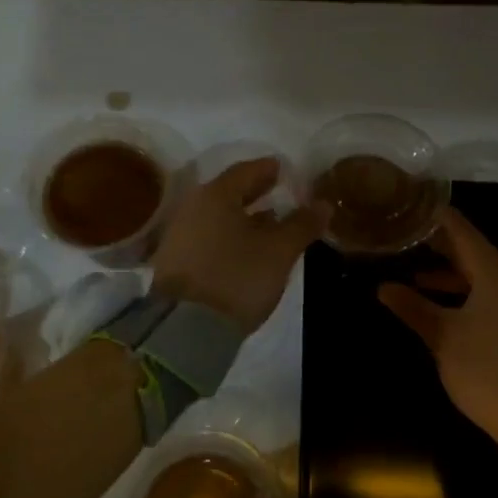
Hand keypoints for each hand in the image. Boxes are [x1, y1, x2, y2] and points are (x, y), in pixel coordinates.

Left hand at [152, 158, 329, 333]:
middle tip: (278, 192)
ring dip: (242, 216)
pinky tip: (245, 249)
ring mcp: (179, 235)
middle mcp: (192, 207)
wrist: (187, 328)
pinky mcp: (174, 261)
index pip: (246, 171)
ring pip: (217, 216)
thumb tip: (323, 204)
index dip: (268, 169)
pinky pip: (207, 237)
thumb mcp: (279, 251)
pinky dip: (227, 235)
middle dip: (255, 192)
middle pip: (228, 192)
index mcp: (216, 195)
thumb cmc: (238, 277)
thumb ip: (302, 224)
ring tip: (269, 223)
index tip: (285, 170)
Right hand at [378, 207, 497, 454]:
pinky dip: (472, 294)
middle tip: (407, 240)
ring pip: (488, 277)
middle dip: (442, 248)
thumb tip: (382, 287)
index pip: (464, 232)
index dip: (437, 219)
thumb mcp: (442, 337)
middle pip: (477, 253)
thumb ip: (413, 307)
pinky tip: (449, 308)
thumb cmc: (485, 371)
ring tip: (417, 278)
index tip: (412, 207)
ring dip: (454, 276)